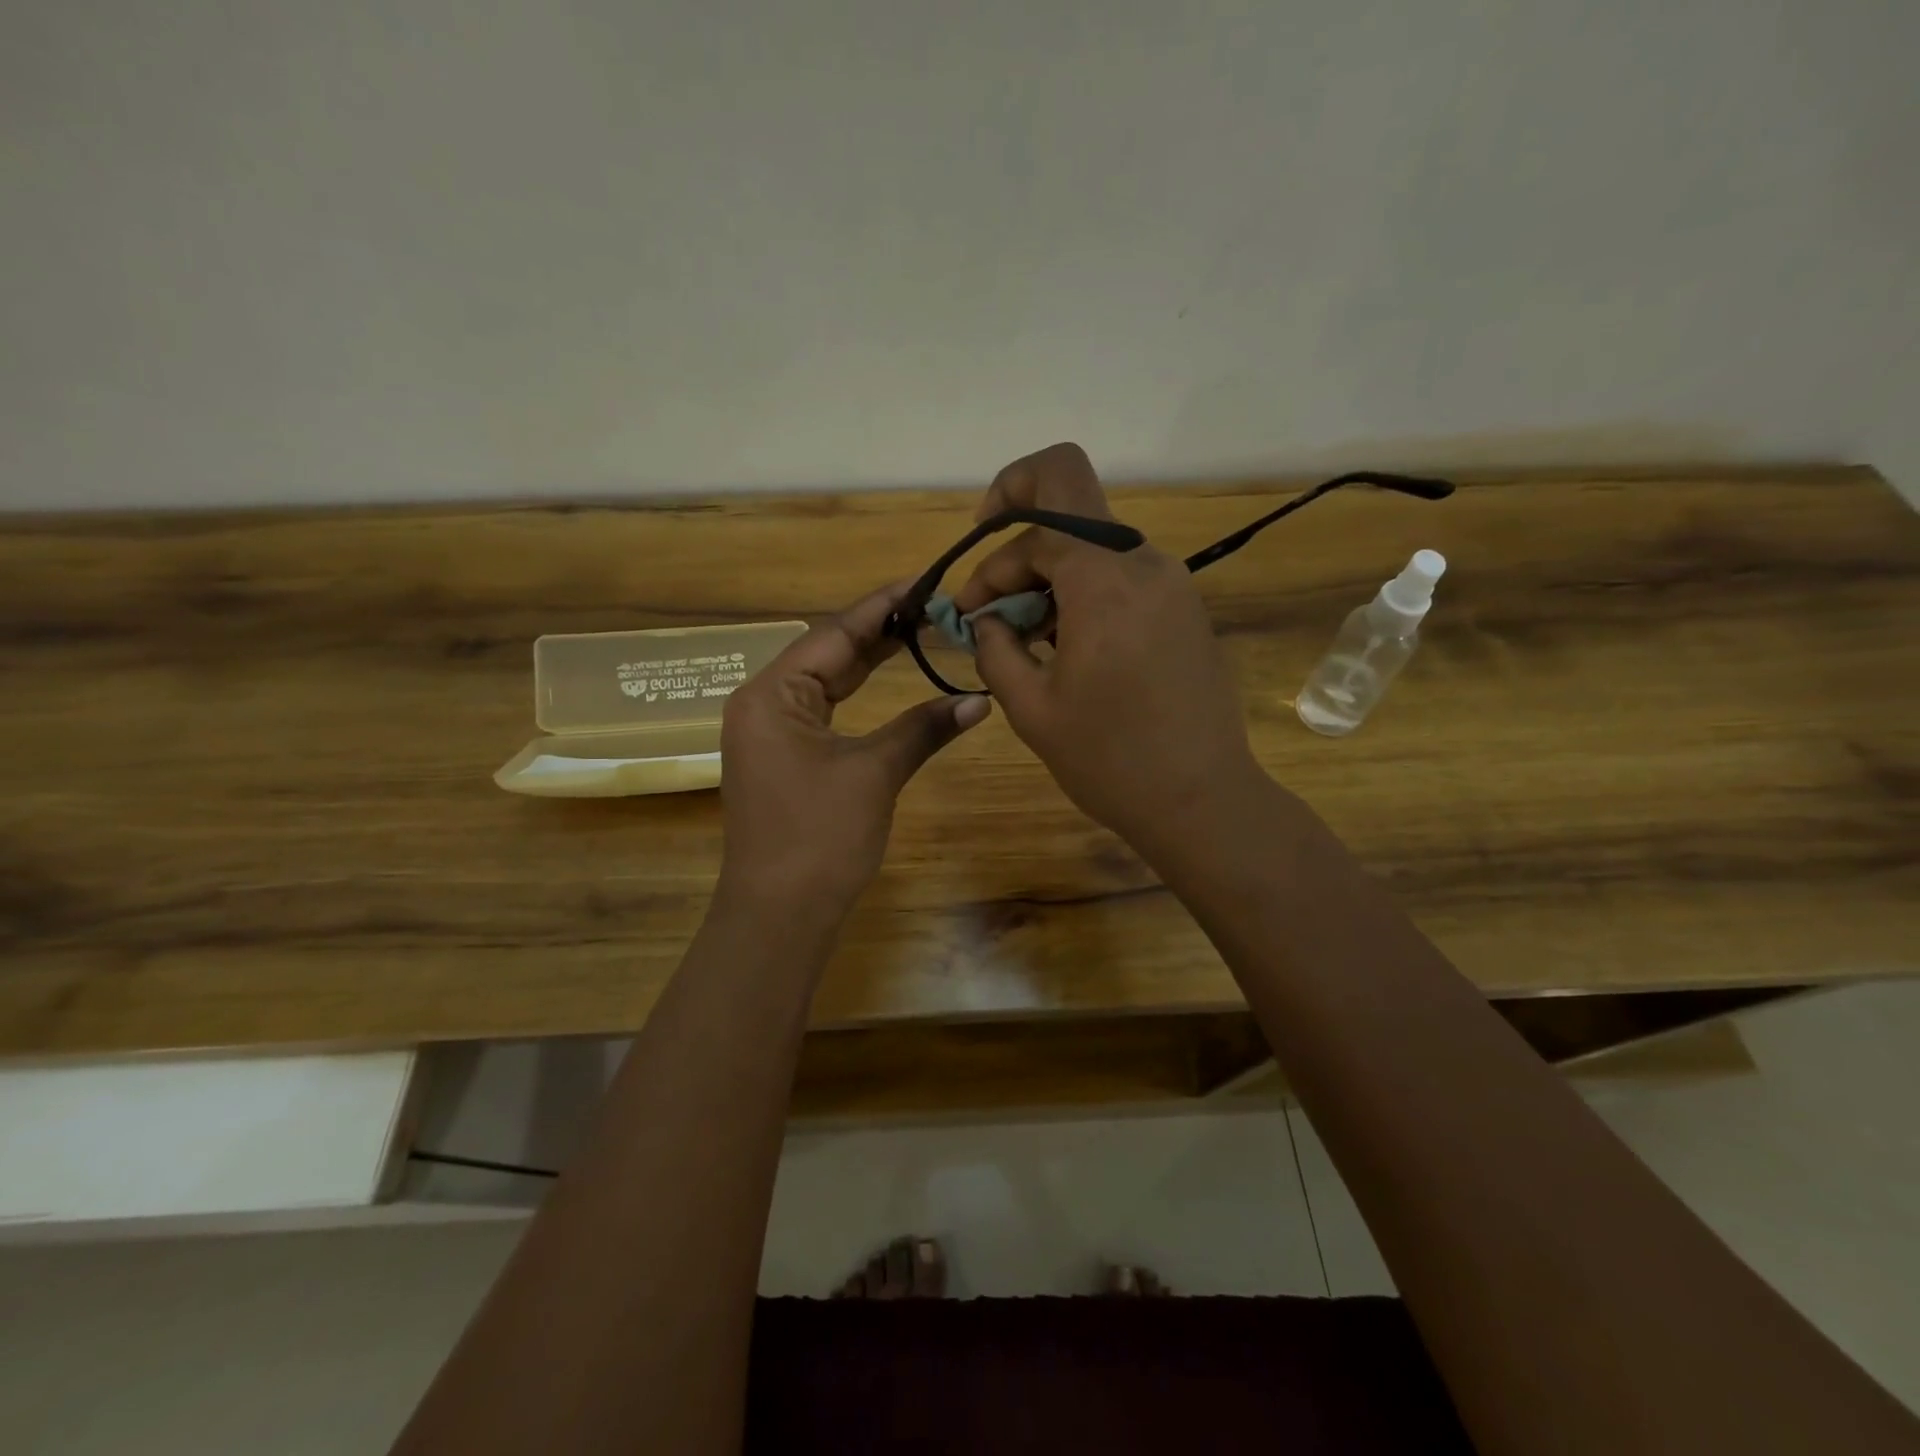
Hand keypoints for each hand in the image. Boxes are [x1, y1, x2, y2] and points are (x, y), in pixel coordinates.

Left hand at [718, 581, 990, 920]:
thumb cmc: (820, 837)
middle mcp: (764, 703)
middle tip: (933, 604)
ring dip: (870, 659)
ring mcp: (772, 732)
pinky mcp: (785, 758)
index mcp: (772, 694)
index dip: (882, 605)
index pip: (834, 632)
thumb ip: (923, 728)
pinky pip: (826, 710)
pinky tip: (887, 679)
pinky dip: (860, 695)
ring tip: (919, 629)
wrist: (781, 914)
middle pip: (829, 652)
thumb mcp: (874, 774)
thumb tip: (979, 699)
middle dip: (880, 629)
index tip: (925, 580)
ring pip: (828, 681)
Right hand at [960, 443, 1262, 851]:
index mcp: (1102, 580)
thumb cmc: (1110, 760)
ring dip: (1050, 572)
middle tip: (994, 598)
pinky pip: (1122, 574)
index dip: (991, 554)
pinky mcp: (1184, 608)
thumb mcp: (1031, 708)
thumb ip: (995, 649)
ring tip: (1027, 632)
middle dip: (1018, 535)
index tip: (972, 609)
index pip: (1038, 511)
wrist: (1202, 800)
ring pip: (1095, 540)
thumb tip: (985, 620)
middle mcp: (1143, 563)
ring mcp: (1172, 584)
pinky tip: (1067, 644)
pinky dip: (1084, 591)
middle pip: (1069, 502)